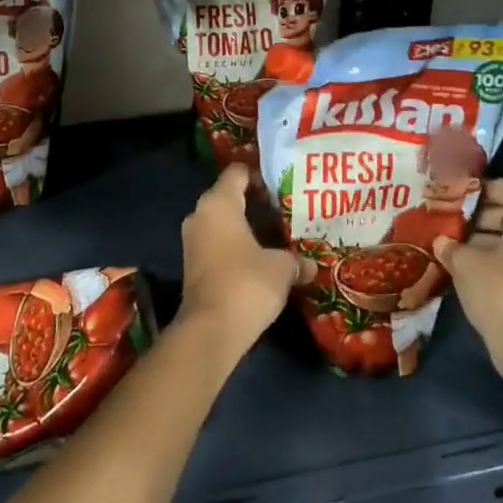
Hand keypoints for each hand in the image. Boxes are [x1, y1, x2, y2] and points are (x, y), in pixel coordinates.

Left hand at [176, 163, 296, 358]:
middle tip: (286, 212)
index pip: (237, 172)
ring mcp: (193, 240)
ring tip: (278, 237)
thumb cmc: (247, 284)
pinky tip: (262, 259)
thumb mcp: (282, 268)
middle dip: (257, 203)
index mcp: (218, 203)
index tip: (284, 190)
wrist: (211, 330)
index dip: (261, 176)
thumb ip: (296, 259)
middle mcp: (200, 214)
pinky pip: (218, 243)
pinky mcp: (193, 265)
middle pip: (230, 196)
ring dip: (247, 228)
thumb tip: (310, 265)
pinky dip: (237, 246)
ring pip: (223, 222)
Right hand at [431, 179, 502, 377]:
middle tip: (444, 219)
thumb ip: (450, 246)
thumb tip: (441, 242)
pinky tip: (457, 267)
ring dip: (475, 240)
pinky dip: (483, 261)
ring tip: (445, 243)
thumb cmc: (498, 288)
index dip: (481, 188)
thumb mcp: (465, 262)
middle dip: (473, 215)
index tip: (454, 196)